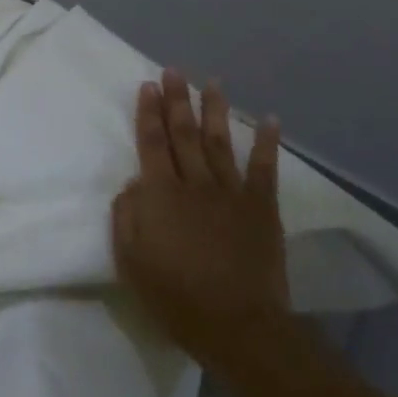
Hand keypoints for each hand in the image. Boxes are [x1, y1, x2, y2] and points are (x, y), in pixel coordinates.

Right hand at [111, 69, 289, 349]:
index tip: (147, 86)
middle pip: (183, 134)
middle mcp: (195, 184)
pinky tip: (270, 119)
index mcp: (161, 195)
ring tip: (211, 82)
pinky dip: (267, 142)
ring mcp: (231, 193)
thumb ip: (127, 216)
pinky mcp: (261, 208)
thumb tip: (134, 183)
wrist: (237, 324)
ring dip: (215, 110)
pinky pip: (264, 169)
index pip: (151, 144)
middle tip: (173, 71)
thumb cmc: (174, 296)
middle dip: (177, 100)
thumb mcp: (130, 260)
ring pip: (219, 142)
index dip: (148, 113)